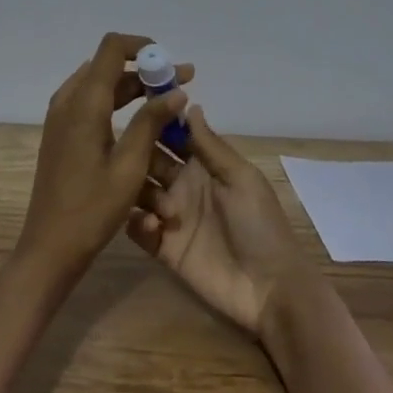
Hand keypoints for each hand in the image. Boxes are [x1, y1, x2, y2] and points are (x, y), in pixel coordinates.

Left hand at [17, 32, 191, 280]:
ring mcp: (61, 118)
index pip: (111, 48)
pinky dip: (117, 104)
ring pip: (100, 86)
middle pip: (108, 67)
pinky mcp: (61, 135)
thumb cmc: (92, 209)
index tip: (171, 63)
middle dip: (146, 71)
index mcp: (84, 103)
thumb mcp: (129, 166)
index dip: (142, 47)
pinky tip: (142, 123)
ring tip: (169, 103)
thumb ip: (151, 122)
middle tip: (183, 84)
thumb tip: (177, 90)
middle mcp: (68, 101)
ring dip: (133, 89)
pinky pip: (91, 104)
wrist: (50, 247)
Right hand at [125, 105, 314, 338]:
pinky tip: (151, 225)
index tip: (137, 107)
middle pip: (150, 162)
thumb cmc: (260, 225)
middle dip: (137, 154)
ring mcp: (172, 217)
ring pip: (139, 193)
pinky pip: (138, 229)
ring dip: (137, 190)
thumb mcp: (241, 179)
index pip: (174, 136)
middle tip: (123, 152)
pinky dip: (136, 223)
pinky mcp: (163, 248)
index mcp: (204, 166)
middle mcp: (183, 186)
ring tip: (148, 197)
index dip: (157, 121)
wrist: (269, 287)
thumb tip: (190, 104)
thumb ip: (211, 146)